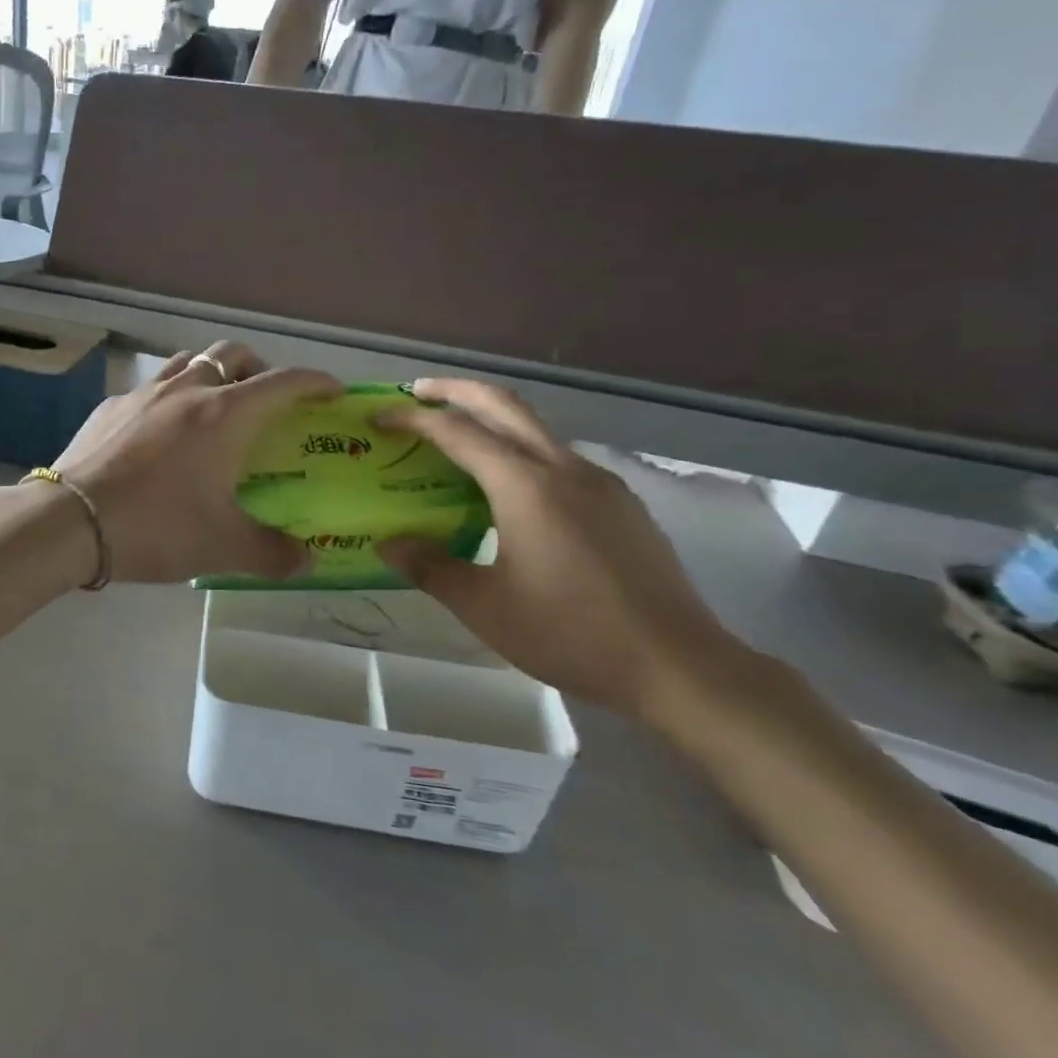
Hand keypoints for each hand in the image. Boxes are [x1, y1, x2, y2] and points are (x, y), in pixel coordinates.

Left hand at [50, 342, 340, 584]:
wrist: (70, 520)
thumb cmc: (157, 526)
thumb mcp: (224, 547)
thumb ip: (273, 554)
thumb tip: (306, 561)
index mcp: (225, 414)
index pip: (284, 382)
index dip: (315, 382)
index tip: (332, 392)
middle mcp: (187, 390)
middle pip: (233, 354)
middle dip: (260, 368)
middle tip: (266, 402)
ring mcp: (143, 393)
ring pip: (188, 361)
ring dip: (211, 374)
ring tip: (213, 408)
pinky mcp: (109, 407)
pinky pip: (149, 388)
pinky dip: (168, 398)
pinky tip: (158, 433)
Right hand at [376, 378, 737, 716]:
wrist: (677, 665)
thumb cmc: (570, 632)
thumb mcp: (484, 606)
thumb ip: (430, 567)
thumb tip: (389, 544)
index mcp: (525, 486)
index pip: (457, 432)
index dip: (413, 420)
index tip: (379, 419)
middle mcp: (564, 468)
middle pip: (504, 405)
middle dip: (456, 391)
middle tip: (418, 392)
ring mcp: (600, 483)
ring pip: (536, 430)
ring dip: (492, 421)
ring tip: (457, 442)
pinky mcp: (621, 504)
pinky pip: (559, 459)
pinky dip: (522, 453)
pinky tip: (511, 492)